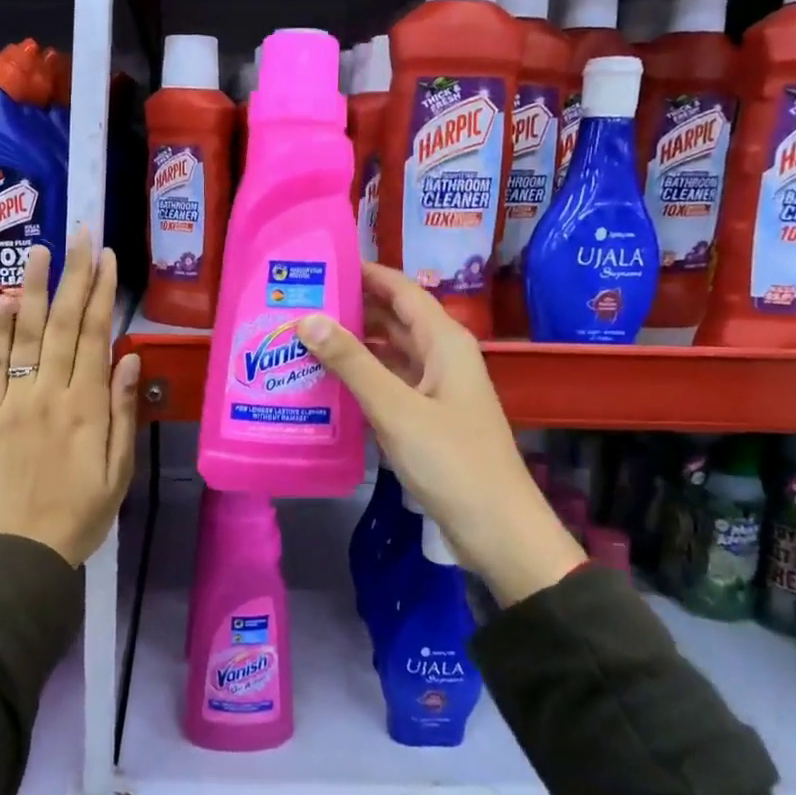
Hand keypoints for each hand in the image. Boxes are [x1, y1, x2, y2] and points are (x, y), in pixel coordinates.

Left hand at [0, 231, 140, 566]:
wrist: (23, 552)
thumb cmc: (82, 513)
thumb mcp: (120, 470)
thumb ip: (125, 412)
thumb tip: (132, 358)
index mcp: (89, 408)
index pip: (96, 337)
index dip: (102, 294)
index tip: (107, 258)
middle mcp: (52, 395)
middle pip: (65, 325)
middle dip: (74, 276)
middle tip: (80, 234)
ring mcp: (14, 402)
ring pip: (27, 335)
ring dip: (35, 288)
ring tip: (40, 249)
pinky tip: (5, 298)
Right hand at [295, 262, 582, 605]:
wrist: (498, 530)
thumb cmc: (452, 462)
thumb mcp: (396, 409)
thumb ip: (352, 363)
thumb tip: (307, 318)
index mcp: (444, 342)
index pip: (401, 289)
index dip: (364, 273)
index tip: (319, 264)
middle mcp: (442, 357)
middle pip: (393, 318)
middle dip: (350, 307)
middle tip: (298, 302)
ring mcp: (436, 389)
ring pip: (389, 353)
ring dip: (352, 345)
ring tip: (301, 338)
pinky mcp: (428, 419)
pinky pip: (390, 385)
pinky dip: (361, 379)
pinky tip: (325, 383)